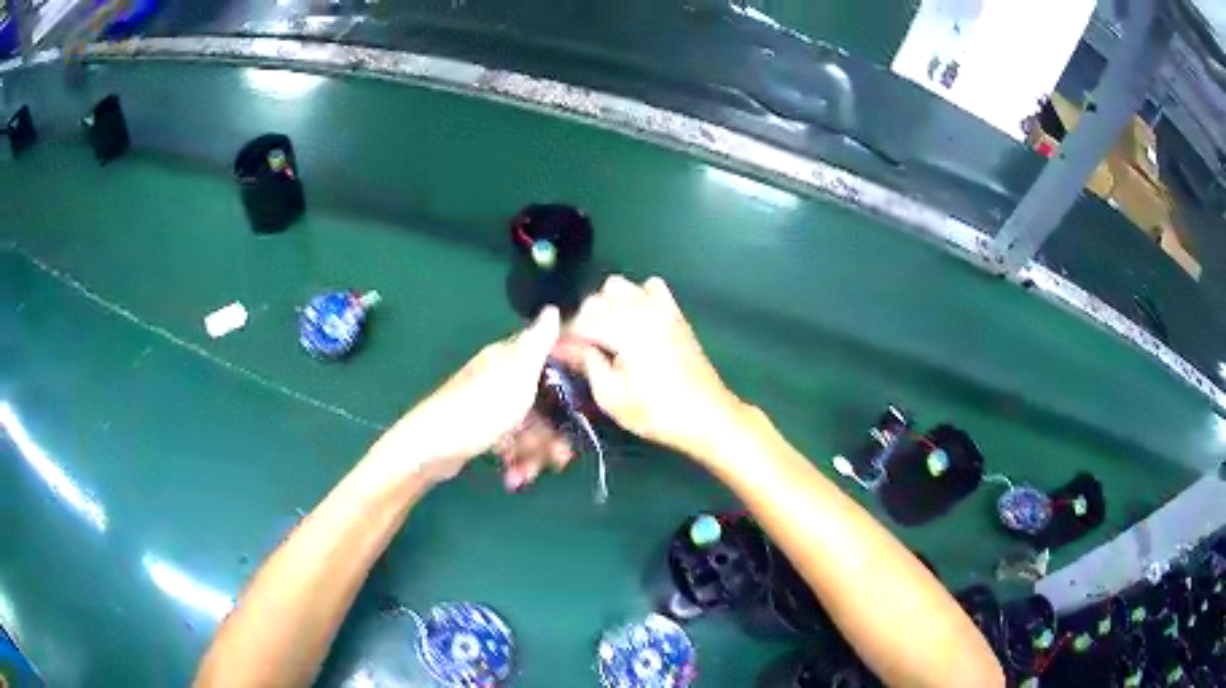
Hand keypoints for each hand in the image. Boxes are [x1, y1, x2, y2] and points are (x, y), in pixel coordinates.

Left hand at [372, 307, 571, 485]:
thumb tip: (553, 308)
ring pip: (530, 427)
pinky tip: (514, 476)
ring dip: (535, 453)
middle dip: (554, 433)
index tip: (588, 408)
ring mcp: (491, 406)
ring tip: (528, 473)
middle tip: (560, 457)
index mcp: (510, 360)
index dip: (574, 384)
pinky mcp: (483, 431)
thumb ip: (537, 345)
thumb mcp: (515, 376)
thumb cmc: (477, 411)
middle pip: (544, 402)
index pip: (553, 362)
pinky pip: (512, 443)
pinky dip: (516, 460)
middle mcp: (501, 379)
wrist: (429, 449)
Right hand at [554, 276, 744, 456]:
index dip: (563, 338)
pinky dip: (637, 297)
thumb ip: (588, 365)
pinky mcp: (675, 312)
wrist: (707, 415)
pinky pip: (650, 287)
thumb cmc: (657, 413)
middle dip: (583, 321)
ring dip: (607, 305)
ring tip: (607, 334)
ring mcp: (661, 307)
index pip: (579, 321)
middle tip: (581, 350)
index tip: (557, 354)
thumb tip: (570, 348)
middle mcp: (641, 310)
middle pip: (596, 299)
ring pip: (619, 286)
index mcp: (624, 330)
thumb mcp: (612, 398)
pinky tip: (636, 322)